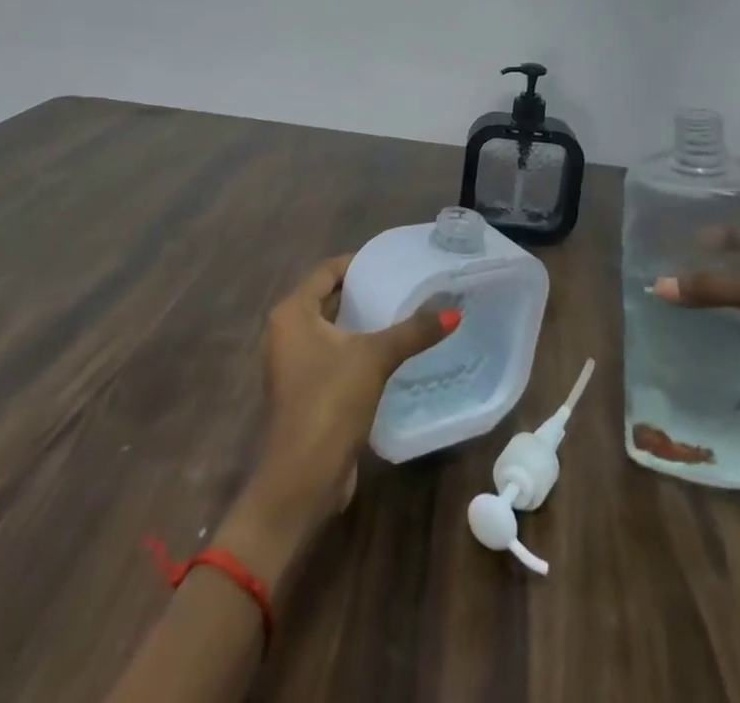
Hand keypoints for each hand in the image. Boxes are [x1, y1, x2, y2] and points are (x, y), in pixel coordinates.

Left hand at [244, 255, 454, 535]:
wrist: (302, 480)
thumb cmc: (329, 403)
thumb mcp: (374, 358)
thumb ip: (413, 332)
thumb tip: (453, 313)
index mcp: (292, 314)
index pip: (327, 271)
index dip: (358, 262)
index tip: (392, 260)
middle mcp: (286, 333)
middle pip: (328, 298)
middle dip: (363, 291)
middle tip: (403, 283)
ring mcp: (293, 365)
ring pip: (332, 329)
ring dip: (361, 321)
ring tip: (402, 311)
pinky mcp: (305, 391)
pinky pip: (333, 355)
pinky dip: (357, 348)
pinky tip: (390, 350)